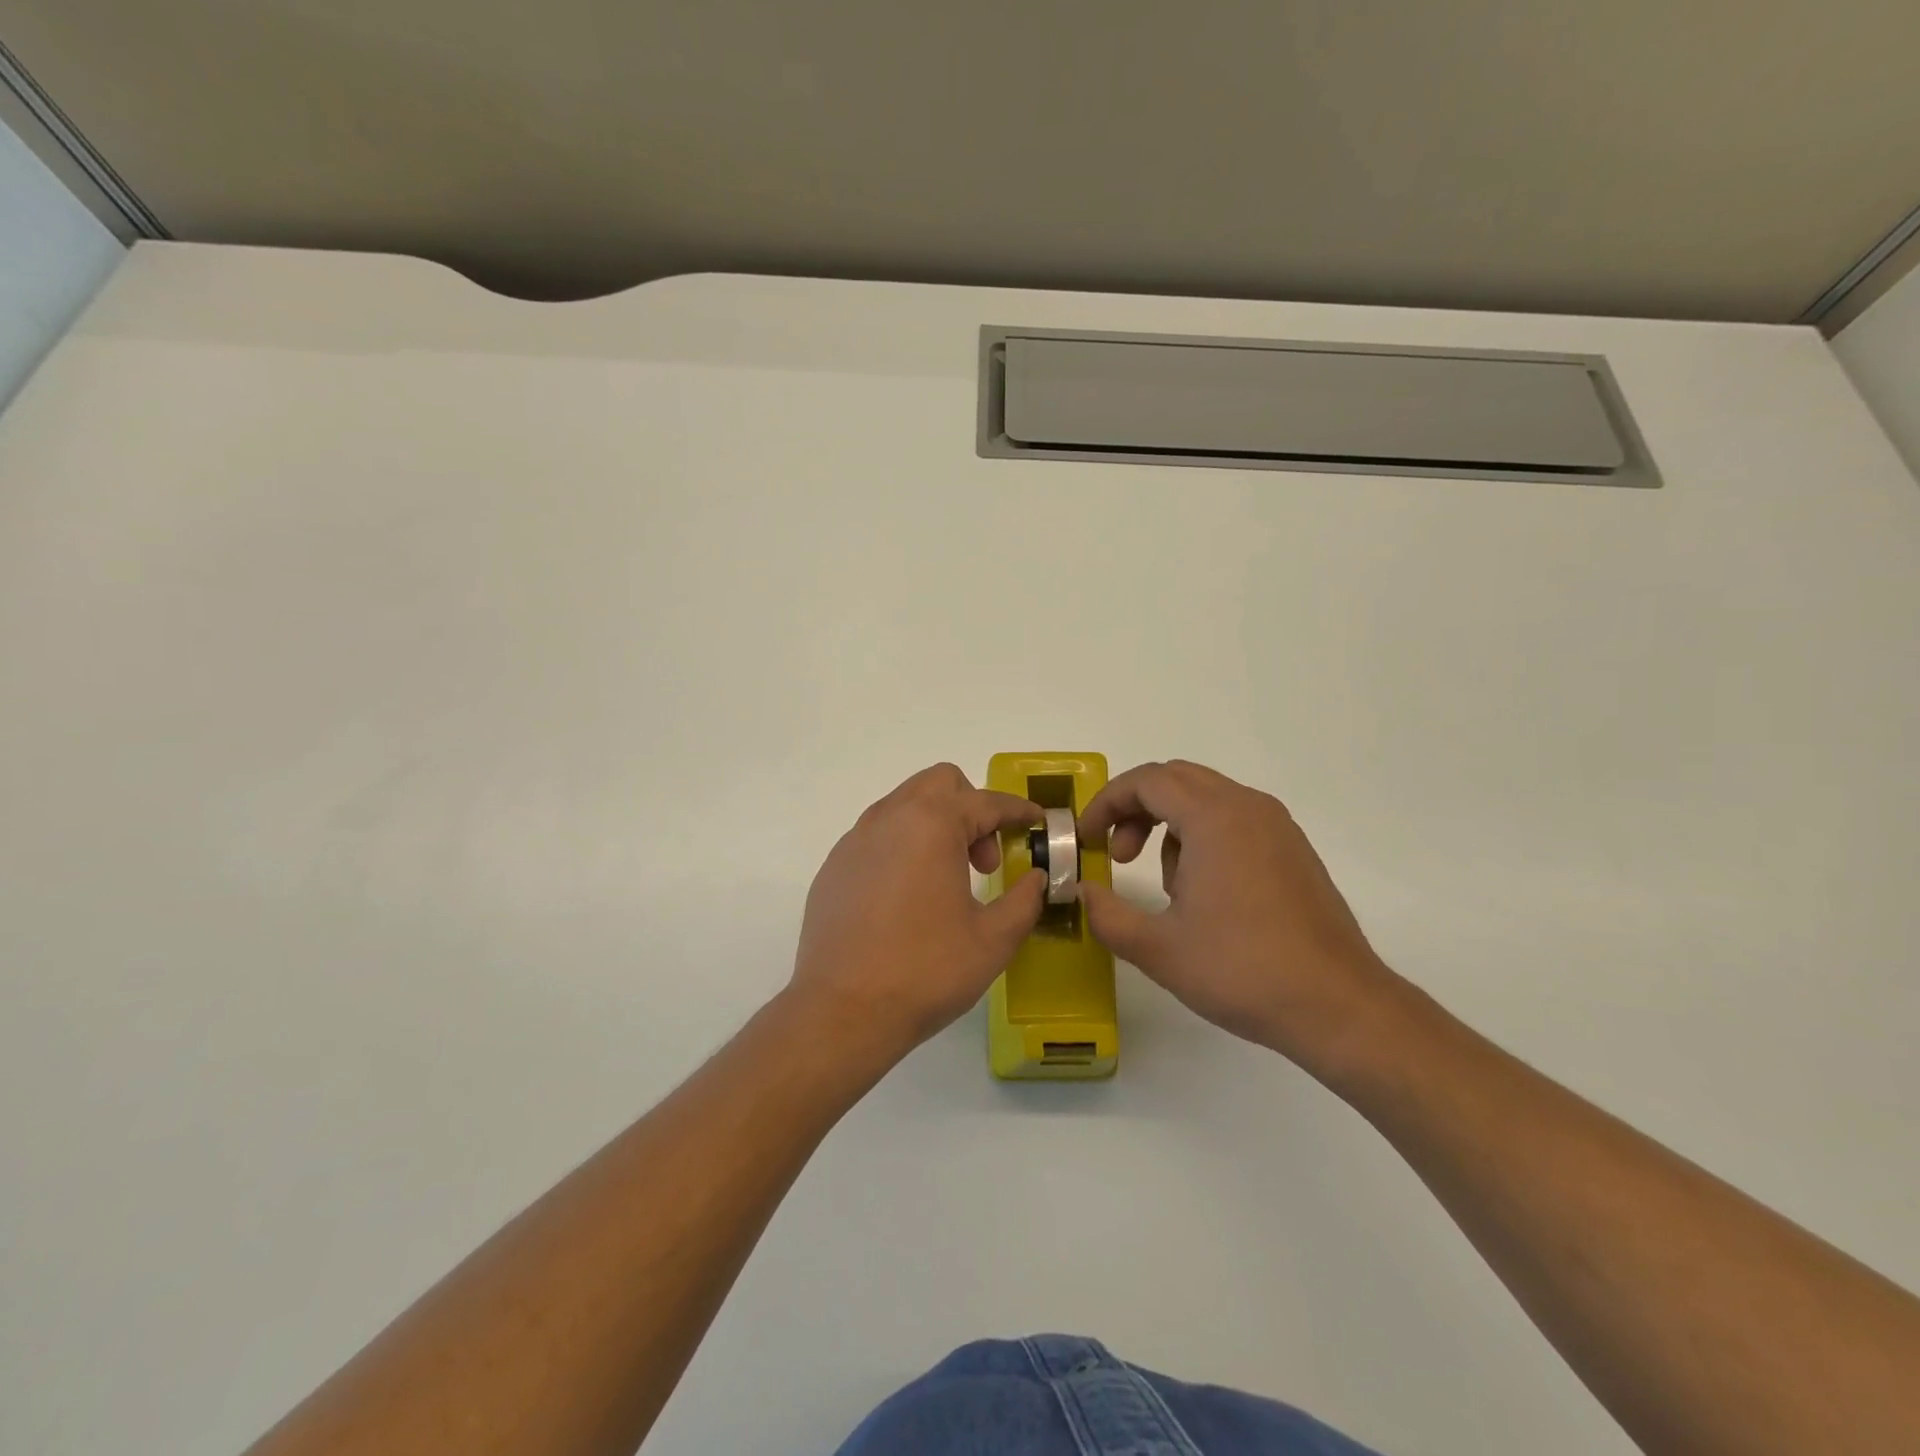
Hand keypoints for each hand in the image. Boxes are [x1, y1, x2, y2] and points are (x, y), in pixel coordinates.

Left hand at [789, 764, 1045, 1064]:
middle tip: (985, 861)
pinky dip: (904, 847)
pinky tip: (908, 897)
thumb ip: (1024, 900)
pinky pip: (878, 836)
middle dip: (973, 809)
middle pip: (939, 784)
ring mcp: (855, 840)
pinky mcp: (834, 867)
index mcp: (931, 824)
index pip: (986, 802)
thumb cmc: (926, 971)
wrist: (842, 1011)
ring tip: (949, 880)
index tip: (1037, 822)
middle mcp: (889, 818)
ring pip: (905, 805)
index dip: (1018, 810)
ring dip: (936, 826)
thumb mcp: (993, 939)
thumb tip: (1035, 878)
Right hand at [1078, 760, 1398, 1068]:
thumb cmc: (1242, 970)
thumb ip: (1107, 915)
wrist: (1338, 1006)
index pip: (1147, 781)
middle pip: (1176, 780)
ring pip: (1206, 799)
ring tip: (1167, 887)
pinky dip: (1202, 837)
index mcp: (1214, 818)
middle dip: (1135, 809)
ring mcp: (1277, 827)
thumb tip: (1083, 892)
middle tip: (1118, 854)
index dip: (1106, 803)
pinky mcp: (1294, 850)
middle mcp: (1248, 808)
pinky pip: (1234, 821)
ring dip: (1169, 825)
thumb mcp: (1158, 949)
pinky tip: (1205, 894)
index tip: (1087, 840)